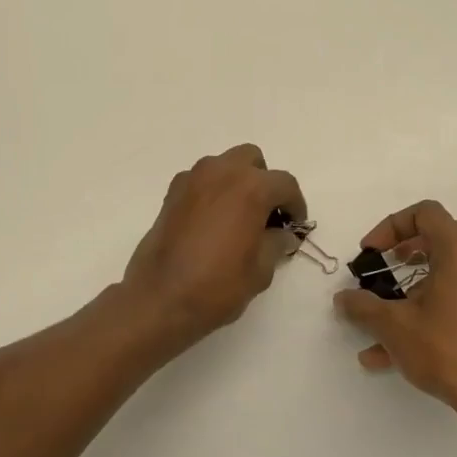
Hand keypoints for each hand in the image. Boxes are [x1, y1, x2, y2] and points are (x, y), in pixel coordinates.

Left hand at [120, 144, 306, 351]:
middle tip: (265, 214)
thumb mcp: (261, 270)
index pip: (285, 184)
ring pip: (223, 165)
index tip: (295, 225)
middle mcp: (221, 172)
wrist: (161, 296)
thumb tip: (282, 234)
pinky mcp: (171, 192)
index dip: (295, 204)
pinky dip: (211, 191)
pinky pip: (200, 180)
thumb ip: (276, 243)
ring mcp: (192, 179)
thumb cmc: (218, 284)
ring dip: (236, 182)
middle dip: (263, 181)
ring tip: (238, 217)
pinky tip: (211, 221)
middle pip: (252, 160)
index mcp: (251, 187)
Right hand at [334, 200, 456, 439]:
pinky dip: (446, 304)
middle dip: (424, 241)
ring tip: (400, 309)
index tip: (373, 254)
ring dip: (432, 276)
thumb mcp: (394, 326)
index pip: (427, 213)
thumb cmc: (448, 351)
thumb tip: (343, 298)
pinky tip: (417, 340)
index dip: (393, 226)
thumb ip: (363, 307)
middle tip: (401, 262)